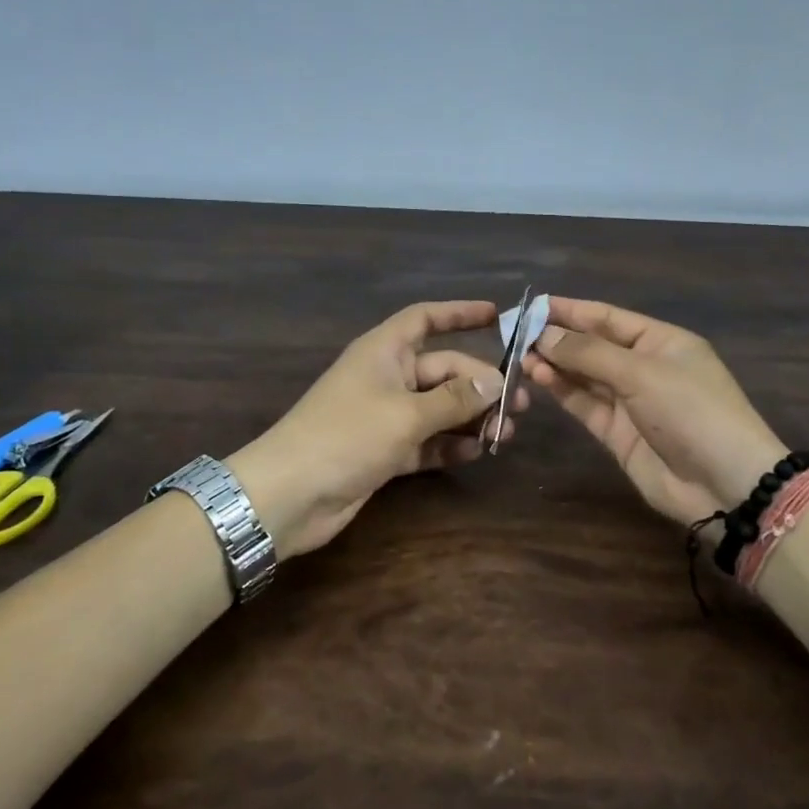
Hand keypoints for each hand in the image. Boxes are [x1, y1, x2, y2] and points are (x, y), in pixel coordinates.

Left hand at [226, 301, 528, 556]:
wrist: (289, 496)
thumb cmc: (347, 436)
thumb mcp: (407, 414)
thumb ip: (455, 398)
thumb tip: (495, 382)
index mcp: (384, 352)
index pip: (425, 318)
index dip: (459, 313)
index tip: (496, 314)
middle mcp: (387, 377)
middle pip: (444, 370)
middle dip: (481, 385)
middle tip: (520, 404)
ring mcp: (385, 416)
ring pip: (439, 408)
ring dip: (471, 418)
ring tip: (506, 433)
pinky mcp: (385, 451)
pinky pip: (427, 440)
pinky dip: (450, 445)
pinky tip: (476, 452)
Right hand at [524, 297, 787, 524]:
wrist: (724, 484)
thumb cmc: (691, 411)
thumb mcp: (642, 373)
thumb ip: (589, 353)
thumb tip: (543, 334)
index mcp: (661, 341)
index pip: (608, 317)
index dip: (571, 310)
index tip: (531, 305)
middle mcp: (644, 366)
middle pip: (593, 346)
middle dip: (557, 338)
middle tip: (514, 334)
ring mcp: (630, 401)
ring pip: (584, 376)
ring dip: (555, 365)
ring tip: (520, 356)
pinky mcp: (618, 433)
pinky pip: (585, 404)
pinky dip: (562, 391)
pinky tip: (538, 378)